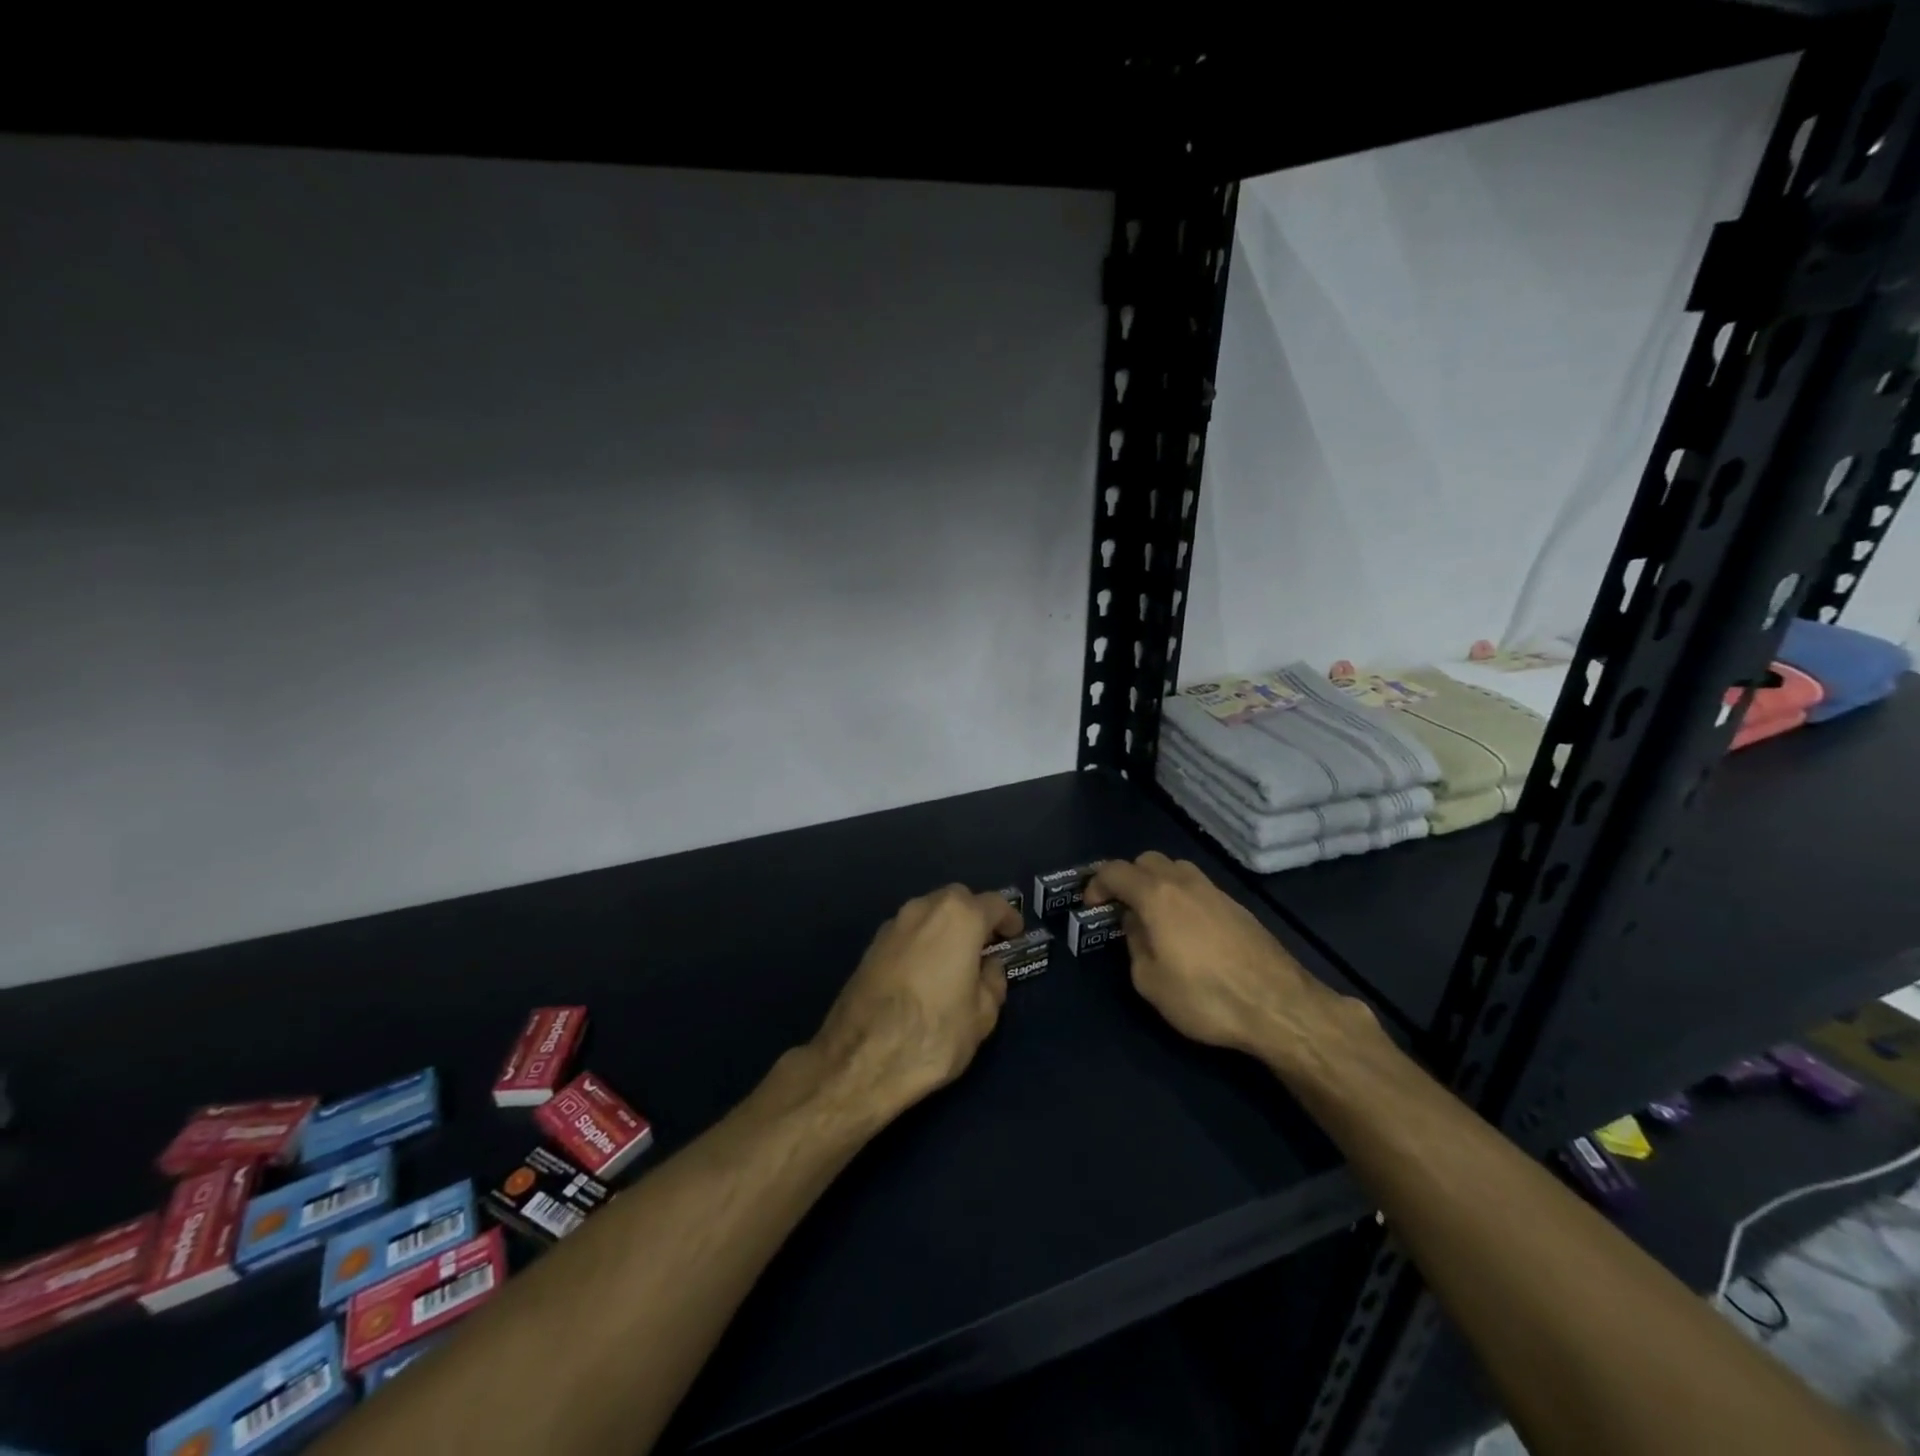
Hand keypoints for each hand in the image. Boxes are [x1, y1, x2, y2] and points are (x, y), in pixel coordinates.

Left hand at [809, 884, 1021, 1117]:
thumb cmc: (933, 1034)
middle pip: (957, 900)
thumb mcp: (981, 1017)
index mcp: (959, 918)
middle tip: (985, 944)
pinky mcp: (870, 945)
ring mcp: (892, 924)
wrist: (860, 1059)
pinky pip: (907, 932)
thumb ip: (992, 984)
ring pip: (928, 912)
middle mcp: (924, 909)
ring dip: (945, 926)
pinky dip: (921, 941)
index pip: (994, 904)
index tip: (1014, 935)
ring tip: (954, 958)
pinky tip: (924, 971)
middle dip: (974, 915)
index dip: (1008, 919)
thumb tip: (989, 968)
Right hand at [1085, 852, 1365, 1067]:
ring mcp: (1215, 891)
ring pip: (1176, 870)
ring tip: (1155, 918)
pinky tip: (1187, 931)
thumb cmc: (1205, 996)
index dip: (1096, 884)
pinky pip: (1198, 888)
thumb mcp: (1150, 982)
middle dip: (1128, 878)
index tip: (1091, 906)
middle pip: (1147, 860)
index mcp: (1156, 895)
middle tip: (1121, 908)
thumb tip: (1137, 927)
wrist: (1278, 1005)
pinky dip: (1182, 897)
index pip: (1116, 871)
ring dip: (1157, 884)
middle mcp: (1184, 882)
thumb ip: (1135, 946)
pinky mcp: (1237, 906)